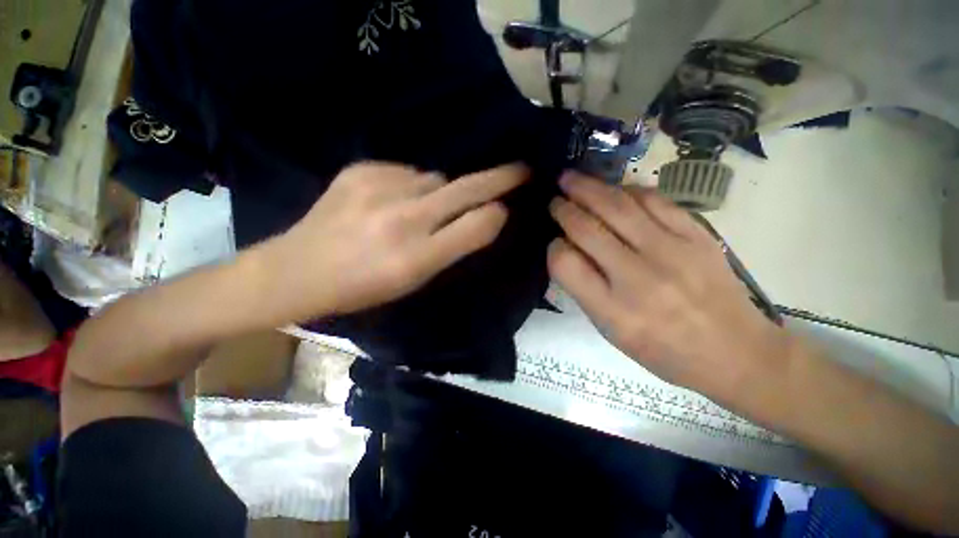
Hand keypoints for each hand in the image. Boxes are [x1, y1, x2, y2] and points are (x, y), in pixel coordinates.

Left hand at [266, 162, 527, 318]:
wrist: (297, 271)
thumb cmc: (363, 288)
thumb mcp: (415, 281)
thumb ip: (453, 247)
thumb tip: (483, 215)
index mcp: (415, 258)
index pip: (476, 225)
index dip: (498, 214)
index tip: (510, 205)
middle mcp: (401, 219)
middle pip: (465, 190)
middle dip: (499, 179)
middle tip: (521, 169)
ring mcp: (378, 189)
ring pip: (436, 179)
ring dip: (441, 192)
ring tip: (420, 209)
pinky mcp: (360, 170)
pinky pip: (407, 172)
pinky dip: (411, 185)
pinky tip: (392, 201)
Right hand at [547, 172, 787, 399]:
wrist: (736, 352)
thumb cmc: (664, 351)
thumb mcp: (612, 332)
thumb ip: (585, 290)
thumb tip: (567, 249)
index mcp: (612, 310)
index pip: (565, 263)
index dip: (553, 246)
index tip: (554, 241)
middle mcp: (638, 278)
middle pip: (587, 228)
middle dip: (564, 208)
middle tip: (554, 197)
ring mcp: (672, 252)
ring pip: (618, 206)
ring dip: (588, 188)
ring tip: (572, 179)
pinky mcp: (697, 236)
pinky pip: (654, 200)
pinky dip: (627, 189)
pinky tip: (615, 188)